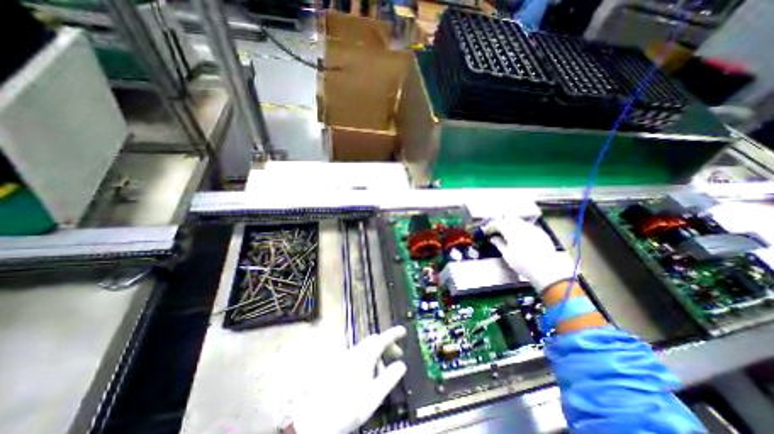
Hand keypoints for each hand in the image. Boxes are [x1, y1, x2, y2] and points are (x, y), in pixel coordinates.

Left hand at [288, 325, 406, 433]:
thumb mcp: (375, 394)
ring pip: (367, 348)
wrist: (318, 417)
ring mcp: (347, 357)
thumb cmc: (349, 406)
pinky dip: (369, 360)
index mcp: (365, 355)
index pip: (383, 338)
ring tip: (384, 371)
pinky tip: (370, 375)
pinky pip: (360, 355)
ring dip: (378, 354)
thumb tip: (401, 365)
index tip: (403, 330)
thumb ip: (390, 378)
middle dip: (387, 345)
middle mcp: (356, 352)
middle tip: (398, 354)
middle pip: (375, 341)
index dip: (394, 333)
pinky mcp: (342, 364)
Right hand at [482, 218, 573, 290]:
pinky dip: (521, 227)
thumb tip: (492, 238)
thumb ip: (499, 244)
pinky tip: (521, 235)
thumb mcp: (507, 255)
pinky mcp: (541, 232)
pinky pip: (528, 225)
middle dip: (501, 222)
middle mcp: (521, 226)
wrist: (547, 269)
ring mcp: (532, 228)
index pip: (498, 223)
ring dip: (511, 223)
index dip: (491, 226)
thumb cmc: (522, 263)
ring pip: (519, 220)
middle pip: (508, 218)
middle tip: (496, 230)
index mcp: (510, 231)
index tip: (487, 231)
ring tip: (508, 232)